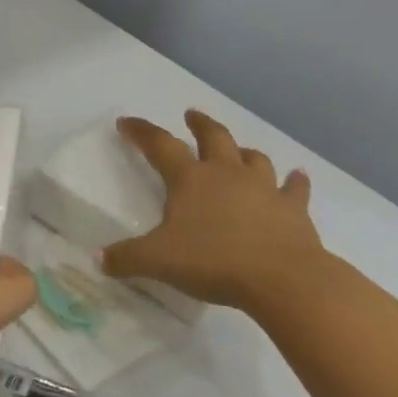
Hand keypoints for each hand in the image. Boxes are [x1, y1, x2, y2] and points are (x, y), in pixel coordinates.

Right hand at [101, 111, 326, 311]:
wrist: (284, 280)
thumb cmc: (214, 262)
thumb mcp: (159, 261)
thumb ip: (126, 258)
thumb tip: (99, 260)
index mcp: (190, 179)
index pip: (159, 145)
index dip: (140, 131)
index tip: (126, 122)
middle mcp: (226, 174)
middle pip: (213, 137)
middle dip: (199, 124)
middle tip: (191, 115)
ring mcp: (264, 189)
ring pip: (253, 158)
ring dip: (243, 152)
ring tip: (239, 150)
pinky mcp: (294, 210)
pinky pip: (295, 189)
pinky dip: (295, 181)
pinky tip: (298, 176)